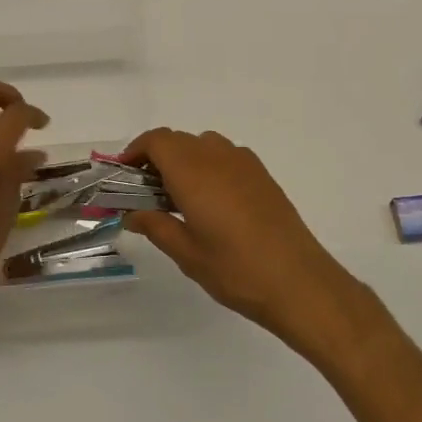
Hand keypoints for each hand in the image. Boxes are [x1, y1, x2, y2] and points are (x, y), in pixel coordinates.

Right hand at [122, 128, 371, 355]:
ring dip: (183, 160)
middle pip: (177, 140)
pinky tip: (211, 201)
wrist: (298, 281)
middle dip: (156, 158)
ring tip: (177, 197)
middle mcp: (217, 156)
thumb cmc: (235, 269)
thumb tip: (131, 213)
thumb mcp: (186, 252)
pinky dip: (207, 165)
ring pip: (202, 144)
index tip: (123, 175)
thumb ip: (155, 226)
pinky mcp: (261, 174)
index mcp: (193, 171)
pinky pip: (224, 155)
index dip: (135, 151)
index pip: (156, 141)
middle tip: (144, 192)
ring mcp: (243, 162)